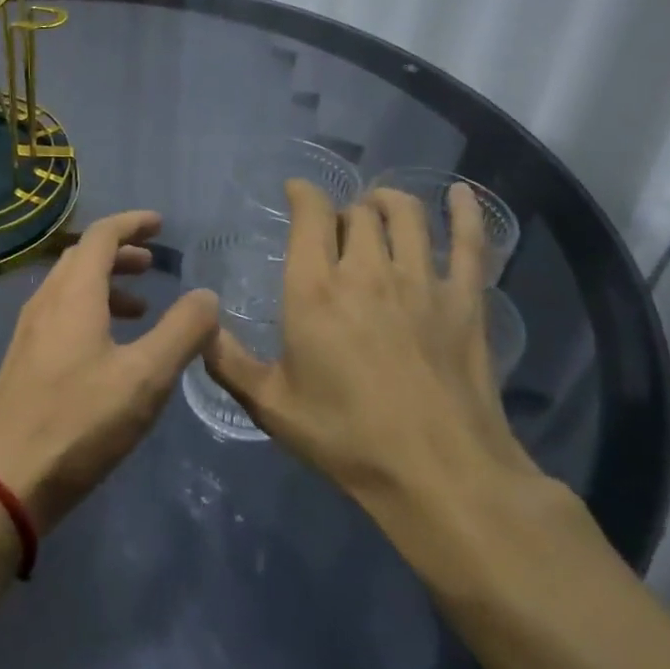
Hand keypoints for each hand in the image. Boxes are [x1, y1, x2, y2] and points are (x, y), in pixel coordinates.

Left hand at [0, 211, 219, 533]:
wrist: (4, 478)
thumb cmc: (79, 421)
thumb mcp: (145, 378)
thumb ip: (181, 332)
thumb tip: (206, 295)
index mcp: (74, 293)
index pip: (102, 235)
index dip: (132, 223)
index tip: (160, 224)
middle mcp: (47, 301)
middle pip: (83, 257)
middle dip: (120, 252)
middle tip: (154, 263)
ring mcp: (29, 330)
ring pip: (70, 287)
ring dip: (106, 284)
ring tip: (141, 308)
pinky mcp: (23, 359)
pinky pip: (61, 313)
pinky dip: (90, 310)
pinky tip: (109, 348)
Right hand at [203, 181, 542, 547]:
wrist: (440, 477)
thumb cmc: (346, 437)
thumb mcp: (270, 405)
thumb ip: (228, 361)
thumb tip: (199, 327)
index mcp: (315, 289)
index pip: (311, 214)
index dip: (303, 193)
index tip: (296, 191)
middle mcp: (366, 271)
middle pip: (358, 213)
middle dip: (344, 210)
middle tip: (338, 226)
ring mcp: (421, 282)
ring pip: (406, 215)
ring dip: (389, 202)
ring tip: (380, 206)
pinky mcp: (465, 301)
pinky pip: (470, 242)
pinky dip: (465, 213)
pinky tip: (459, 194)